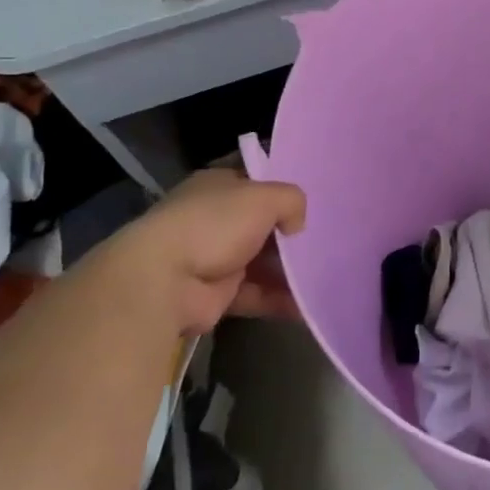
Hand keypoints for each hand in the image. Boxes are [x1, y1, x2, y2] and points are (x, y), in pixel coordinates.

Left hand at [103, 169, 306, 333]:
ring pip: (260, 262)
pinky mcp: (215, 295)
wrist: (163, 280)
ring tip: (324, 275)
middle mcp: (214, 219)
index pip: (256, 184)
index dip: (283, 192)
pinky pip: (255, 295)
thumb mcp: (265, 197)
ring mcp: (213, 258)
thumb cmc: (214, 224)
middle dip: (290, 235)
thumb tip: (297, 225)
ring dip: (288, 271)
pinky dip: (278, 300)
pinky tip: (306, 305)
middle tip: (326, 242)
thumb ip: (292, 201)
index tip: (313, 203)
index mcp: (218, 187)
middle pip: (261, 225)